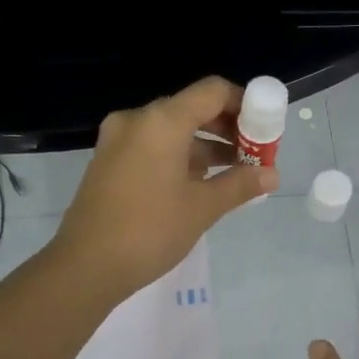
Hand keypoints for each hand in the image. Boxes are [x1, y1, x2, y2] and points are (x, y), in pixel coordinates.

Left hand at [54, 77, 277, 298]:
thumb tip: (272, 175)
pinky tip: (200, 184)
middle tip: (254, 155)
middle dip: (227, 129)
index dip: (244, 104)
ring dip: (205, 146)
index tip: (265, 130)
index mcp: (162, 121)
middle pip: (192, 109)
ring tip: (234, 174)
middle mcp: (137, 120)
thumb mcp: (202, 208)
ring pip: (171, 130)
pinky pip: (152, 147)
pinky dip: (179, 157)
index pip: (213, 91)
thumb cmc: (150, 231)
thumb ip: (240, 185)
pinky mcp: (108, 162)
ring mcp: (118, 140)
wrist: (86, 266)